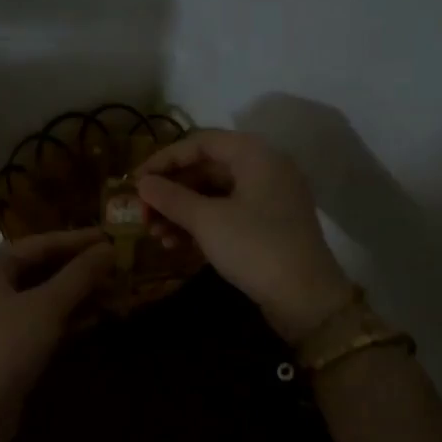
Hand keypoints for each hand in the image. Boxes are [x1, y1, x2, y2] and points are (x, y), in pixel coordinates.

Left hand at [0, 228, 113, 418]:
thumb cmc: (5, 348)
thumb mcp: (47, 307)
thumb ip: (79, 276)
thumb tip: (109, 249)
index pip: (37, 244)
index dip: (77, 241)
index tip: (111, 237)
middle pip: (37, 270)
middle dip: (79, 271)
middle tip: (117, 268)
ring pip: (39, 298)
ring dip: (76, 296)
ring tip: (115, 293)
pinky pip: (35, 322)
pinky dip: (63, 319)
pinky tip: (94, 319)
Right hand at [135, 131, 352, 341]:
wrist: (306, 298)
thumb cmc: (254, 247)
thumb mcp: (207, 221)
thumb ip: (171, 197)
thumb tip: (142, 183)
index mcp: (254, 155)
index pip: (200, 142)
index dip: (164, 160)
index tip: (135, 182)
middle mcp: (264, 169)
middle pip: (206, 169)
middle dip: (171, 192)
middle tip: (142, 215)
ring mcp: (268, 199)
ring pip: (214, 195)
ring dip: (181, 212)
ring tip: (155, 236)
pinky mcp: (267, 227)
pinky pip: (227, 215)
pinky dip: (200, 226)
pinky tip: (176, 246)